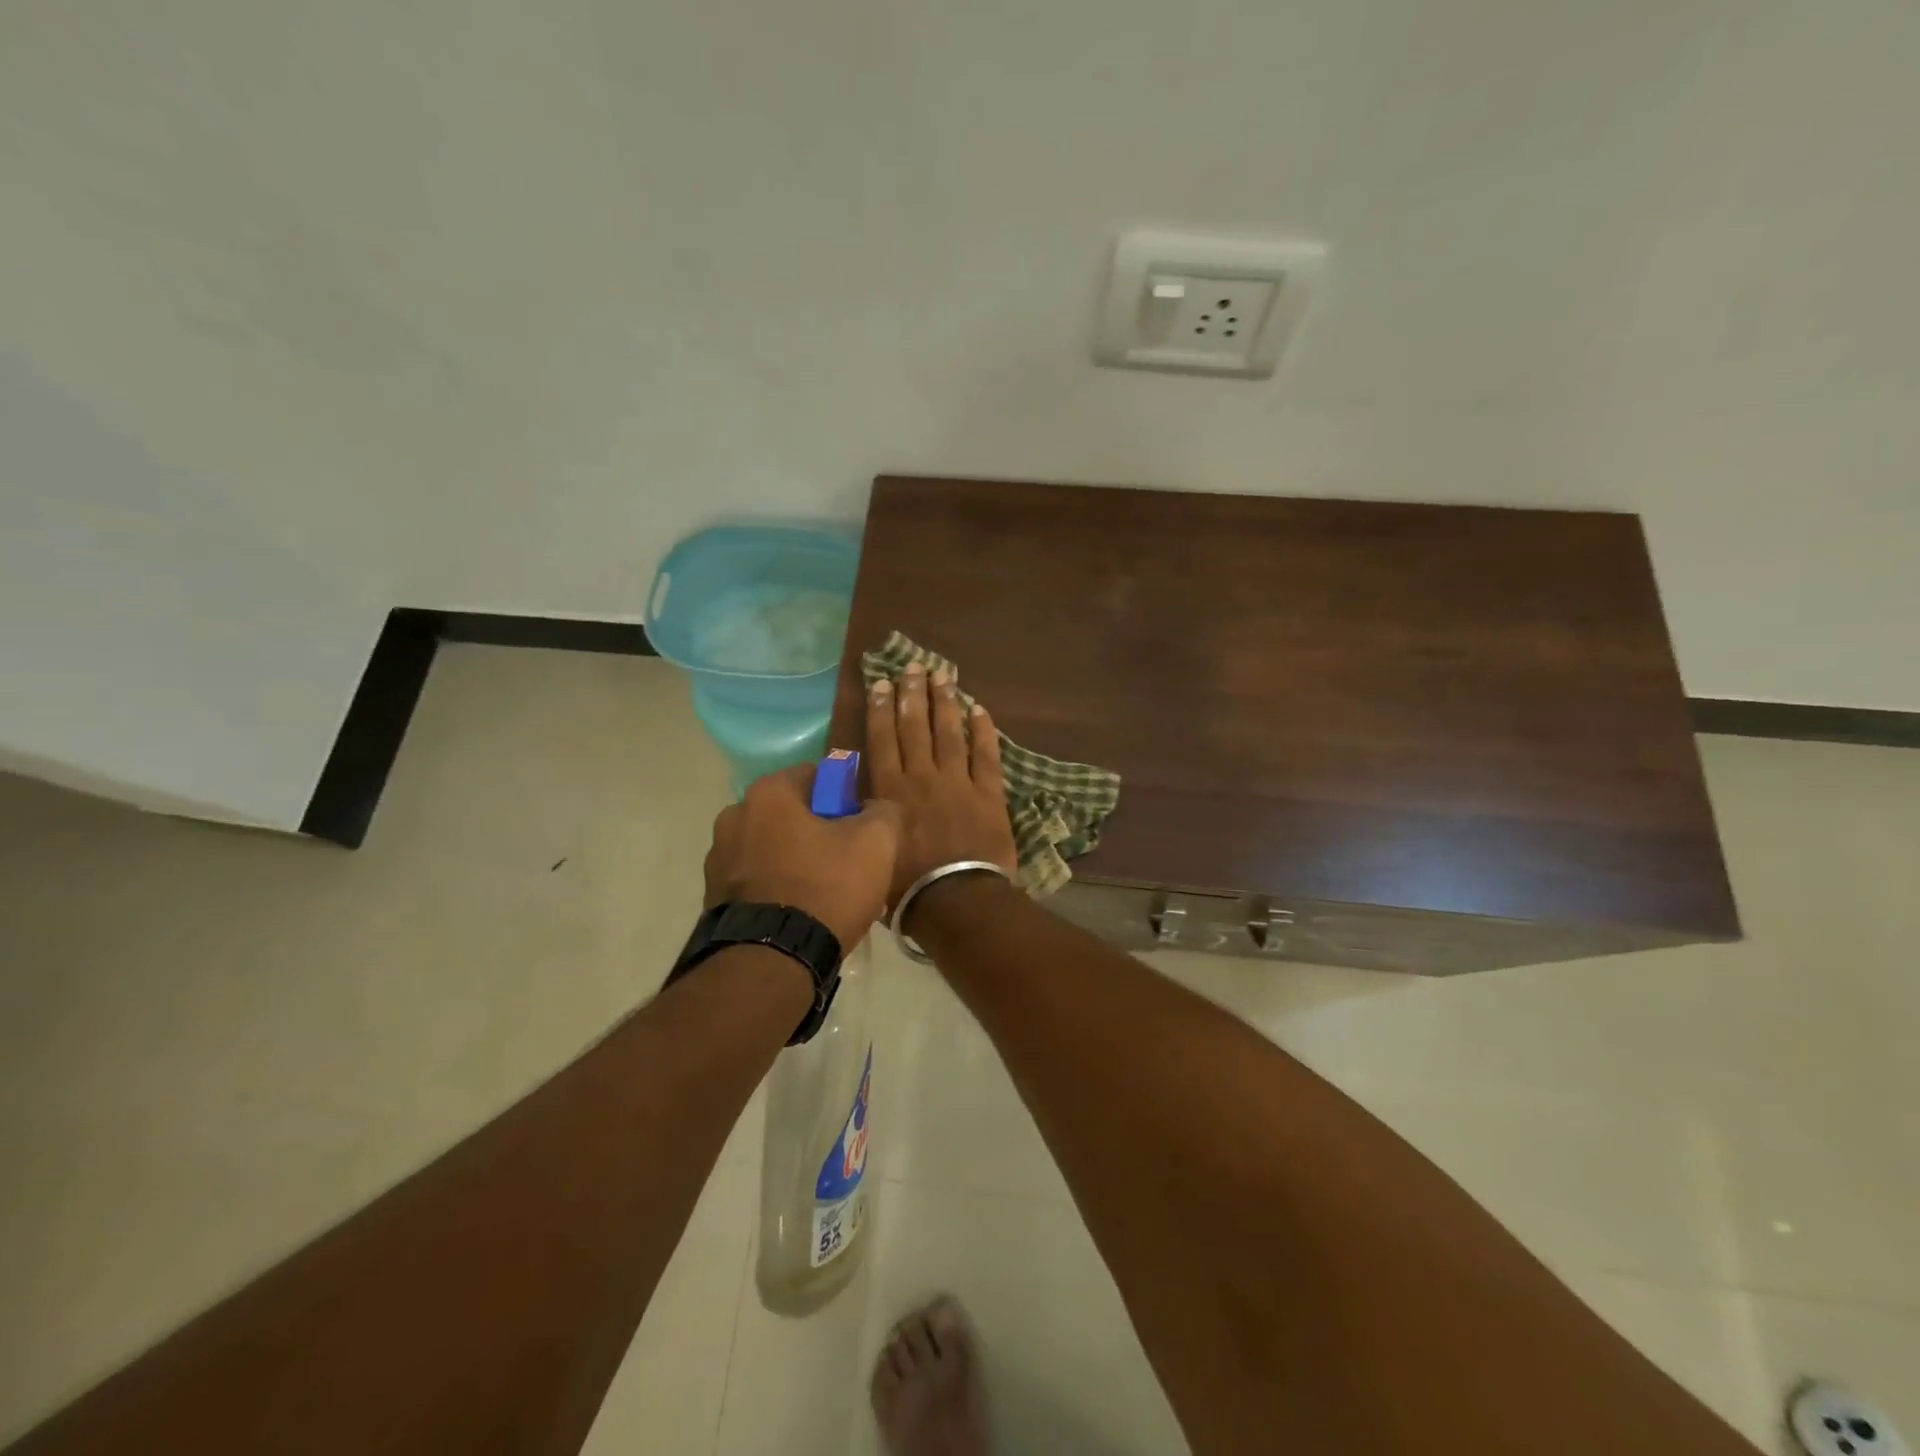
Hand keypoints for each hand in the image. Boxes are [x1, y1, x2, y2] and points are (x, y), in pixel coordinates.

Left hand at [703, 764, 900, 952]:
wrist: (772, 962)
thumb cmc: (825, 888)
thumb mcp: (876, 843)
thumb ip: (883, 812)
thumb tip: (875, 809)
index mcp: (768, 794)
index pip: (815, 776)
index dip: (843, 798)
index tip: (859, 828)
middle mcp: (733, 817)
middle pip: (791, 814)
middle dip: (818, 833)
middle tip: (847, 865)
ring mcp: (717, 860)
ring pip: (772, 849)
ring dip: (795, 862)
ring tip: (824, 898)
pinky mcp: (713, 898)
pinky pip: (756, 881)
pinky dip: (776, 890)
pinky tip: (800, 916)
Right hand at [865, 662, 1018, 914]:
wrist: (955, 899)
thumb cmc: (907, 885)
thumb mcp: (874, 850)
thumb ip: (870, 820)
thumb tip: (862, 802)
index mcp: (891, 790)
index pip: (883, 739)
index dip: (881, 708)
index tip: (881, 683)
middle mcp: (922, 777)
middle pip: (915, 727)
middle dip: (912, 694)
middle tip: (913, 667)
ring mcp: (958, 782)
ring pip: (949, 733)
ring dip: (945, 702)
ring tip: (943, 675)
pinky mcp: (988, 794)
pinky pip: (986, 755)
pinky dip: (983, 732)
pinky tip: (979, 710)